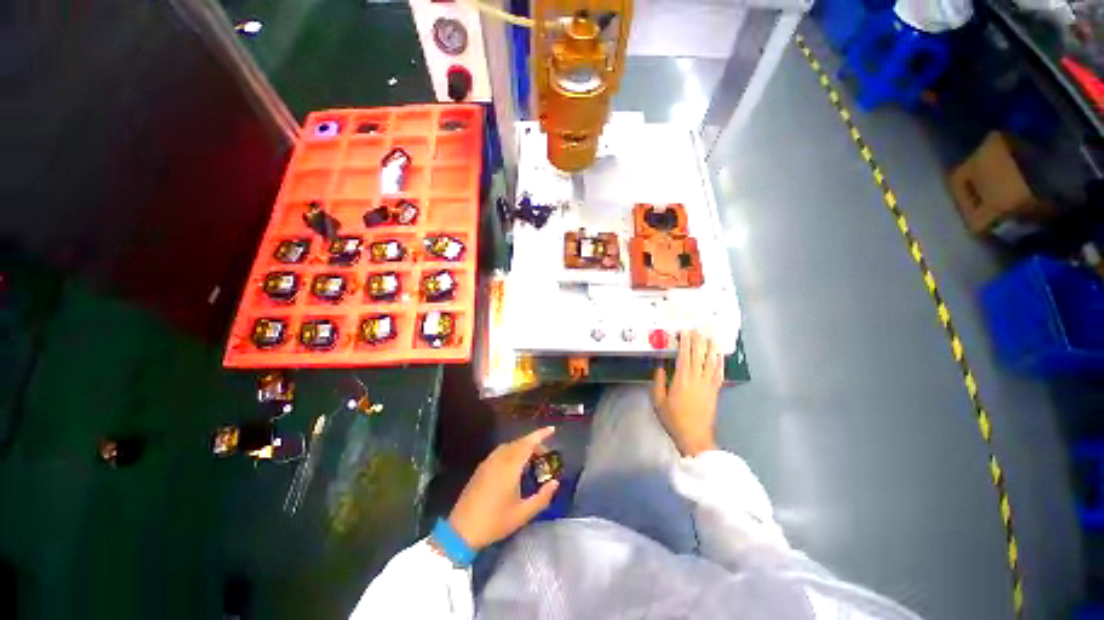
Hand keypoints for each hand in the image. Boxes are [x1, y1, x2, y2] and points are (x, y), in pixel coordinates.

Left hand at [447, 427, 559, 550]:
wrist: (461, 530)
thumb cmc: (494, 522)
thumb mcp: (522, 514)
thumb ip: (542, 497)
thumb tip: (555, 483)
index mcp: (510, 467)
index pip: (528, 443)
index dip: (541, 434)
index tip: (552, 429)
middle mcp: (499, 459)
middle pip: (519, 442)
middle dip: (534, 443)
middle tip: (545, 454)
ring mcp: (488, 462)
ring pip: (509, 446)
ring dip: (522, 447)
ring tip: (532, 459)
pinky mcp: (481, 467)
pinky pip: (501, 452)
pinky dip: (512, 451)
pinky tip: (515, 465)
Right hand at [652, 330, 722, 456]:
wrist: (694, 437)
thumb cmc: (673, 419)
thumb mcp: (658, 401)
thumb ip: (658, 382)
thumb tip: (660, 367)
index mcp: (681, 379)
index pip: (685, 356)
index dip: (686, 342)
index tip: (685, 331)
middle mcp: (696, 378)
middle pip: (699, 355)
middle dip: (698, 340)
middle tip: (698, 328)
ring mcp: (708, 384)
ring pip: (711, 361)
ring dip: (711, 347)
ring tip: (711, 336)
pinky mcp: (715, 391)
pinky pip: (719, 373)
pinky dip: (719, 362)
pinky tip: (719, 355)